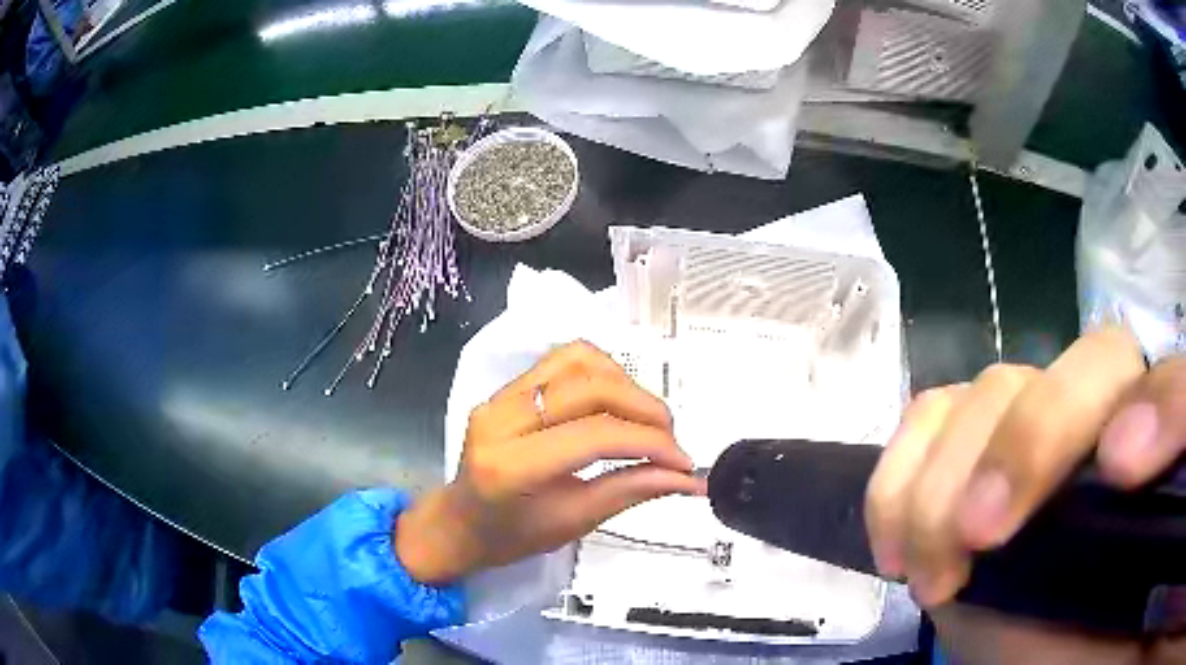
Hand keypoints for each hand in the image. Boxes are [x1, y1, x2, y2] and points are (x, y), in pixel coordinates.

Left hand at [395, 341, 704, 585]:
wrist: (461, 520)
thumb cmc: (512, 535)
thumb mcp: (575, 522)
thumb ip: (632, 491)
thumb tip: (688, 479)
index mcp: (512, 467)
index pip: (595, 435)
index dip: (650, 442)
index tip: (684, 463)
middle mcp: (501, 419)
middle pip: (590, 389)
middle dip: (645, 410)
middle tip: (671, 441)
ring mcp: (499, 396)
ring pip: (579, 362)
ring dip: (626, 384)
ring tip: (648, 420)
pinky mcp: (506, 386)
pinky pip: (563, 359)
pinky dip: (602, 371)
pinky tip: (617, 399)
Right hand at [865, 326, 1185, 663]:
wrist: (1033, 650)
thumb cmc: (1085, 641)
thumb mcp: (1125, 614)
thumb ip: (1158, 541)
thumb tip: (1154, 509)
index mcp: (1154, 458)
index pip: (1176, 392)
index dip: (1163, 409)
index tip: (1118, 471)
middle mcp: (1106, 419)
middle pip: (1089, 364)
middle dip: (1032, 444)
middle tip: (979, 536)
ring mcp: (1036, 422)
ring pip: (997, 388)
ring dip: (948, 482)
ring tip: (930, 573)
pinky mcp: (970, 446)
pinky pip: (931, 416)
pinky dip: (901, 475)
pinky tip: (898, 548)